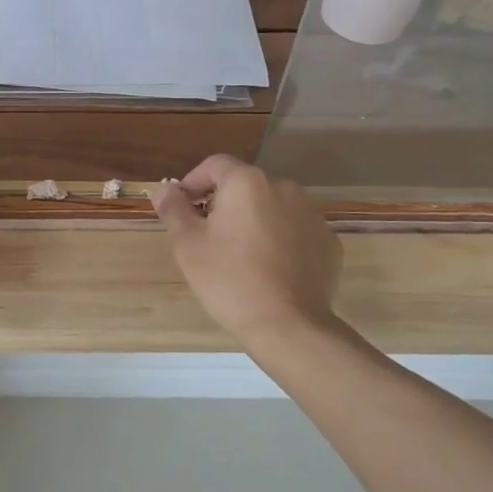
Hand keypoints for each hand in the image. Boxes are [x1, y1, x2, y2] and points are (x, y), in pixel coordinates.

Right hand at [152, 156, 341, 344]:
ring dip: (254, 221)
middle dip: (224, 203)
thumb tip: (164, 189)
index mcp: (247, 182)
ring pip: (272, 208)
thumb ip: (173, 209)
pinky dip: (280, 240)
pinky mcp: (328, 242)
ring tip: (241, 255)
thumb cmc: (229, 279)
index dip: (194, 182)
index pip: (214, 165)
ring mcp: (311, 215)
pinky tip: (270, 269)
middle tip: (208, 236)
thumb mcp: (188, 244)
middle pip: (245, 186)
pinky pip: (295, 231)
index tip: (182, 207)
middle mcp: (284, 188)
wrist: (288, 325)